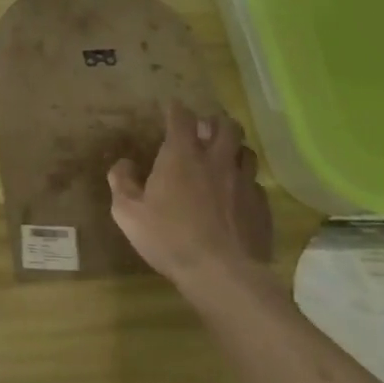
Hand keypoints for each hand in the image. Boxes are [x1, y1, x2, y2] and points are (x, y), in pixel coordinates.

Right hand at [108, 102, 273, 309]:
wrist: (222, 275)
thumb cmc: (169, 238)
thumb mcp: (128, 213)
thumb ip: (122, 183)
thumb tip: (123, 164)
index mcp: (181, 156)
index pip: (181, 117)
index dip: (176, 109)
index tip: (172, 107)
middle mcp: (216, 161)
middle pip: (227, 126)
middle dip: (216, 121)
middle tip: (206, 129)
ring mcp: (243, 183)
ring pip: (247, 152)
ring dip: (235, 150)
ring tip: (225, 158)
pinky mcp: (261, 207)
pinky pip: (256, 184)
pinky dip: (245, 182)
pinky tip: (237, 196)